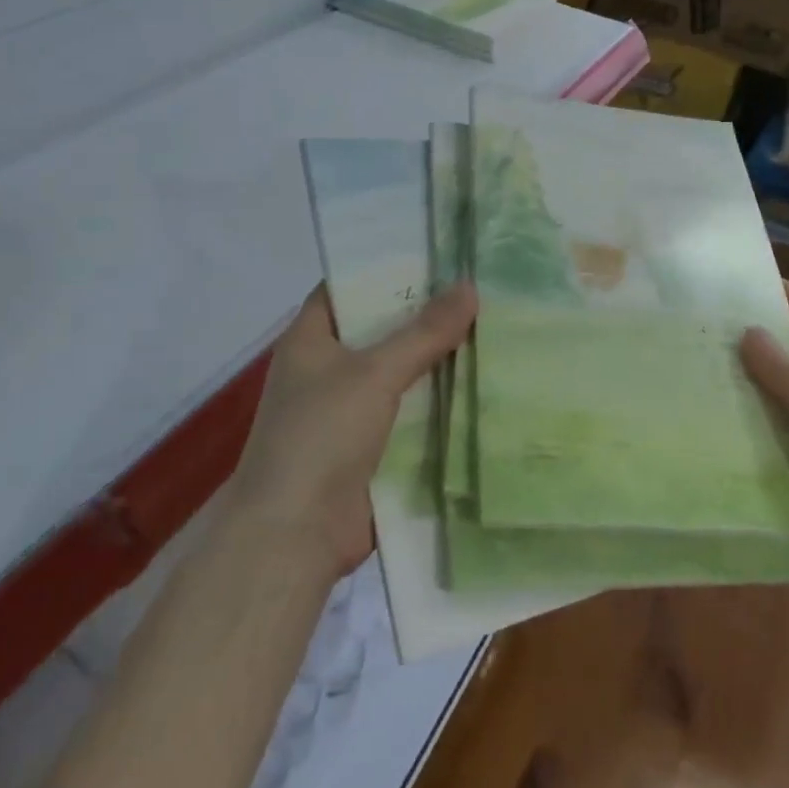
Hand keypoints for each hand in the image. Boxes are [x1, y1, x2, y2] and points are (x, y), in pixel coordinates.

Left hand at [230, 281, 476, 578]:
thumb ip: (423, 333)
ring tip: (493, 325)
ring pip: (402, 371)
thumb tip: (470, 287)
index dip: (386, 266)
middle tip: (478, 285)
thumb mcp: (373, 374)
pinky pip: (411, 411)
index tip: (435, 251)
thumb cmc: (321, 435)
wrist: (295, 536)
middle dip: (425, 313)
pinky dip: (440, 400)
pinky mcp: (373, 445)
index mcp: (311, 338)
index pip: (349, 285)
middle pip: (382, 328)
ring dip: (438, 358)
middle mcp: (329, 368)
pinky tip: (484, 382)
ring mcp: (351, 409)